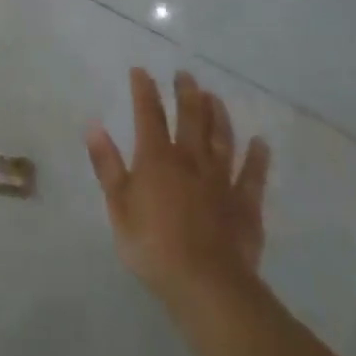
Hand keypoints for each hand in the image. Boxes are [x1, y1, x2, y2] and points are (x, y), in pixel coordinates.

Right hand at [85, 68, 269, 314]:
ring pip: (221, 140)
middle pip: (190, 119)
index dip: (144, 91)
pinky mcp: (245, 205)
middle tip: (185, 74)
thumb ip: (107, 165)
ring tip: (214, 97)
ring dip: (218, 116)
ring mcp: (221, 182)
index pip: (148, 115)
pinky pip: (253, 176)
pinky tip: (260, 143)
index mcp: (155, 159)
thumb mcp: (117, 206)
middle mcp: (190, 161)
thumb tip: (94, 126)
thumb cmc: (152, 245)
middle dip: (186, 94)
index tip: (140, 70)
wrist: (207, 285)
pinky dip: (257, 158)